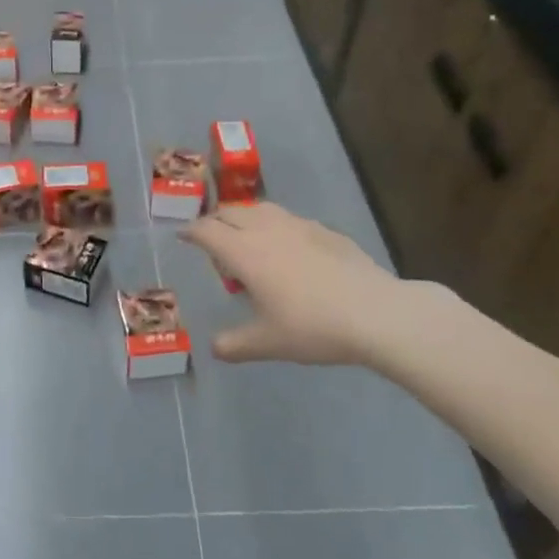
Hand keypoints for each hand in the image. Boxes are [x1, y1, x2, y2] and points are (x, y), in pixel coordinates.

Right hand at [179, 203, 405, 367]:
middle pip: (231, 212)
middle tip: (213, 242)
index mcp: (244, 252)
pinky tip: (290, 250)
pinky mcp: (326, 231)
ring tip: (248, 241)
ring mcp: (299, 226)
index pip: (207, 230)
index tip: (182, 236)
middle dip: (216, 222)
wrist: (376, 313)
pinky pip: (290, 220)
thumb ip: (235, 345)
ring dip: (246, 219)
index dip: (190, 231)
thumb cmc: (312, 327)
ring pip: (261, 209)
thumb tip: (215, 348)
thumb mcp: (268, 343)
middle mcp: (266, 230)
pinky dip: (277, 227)